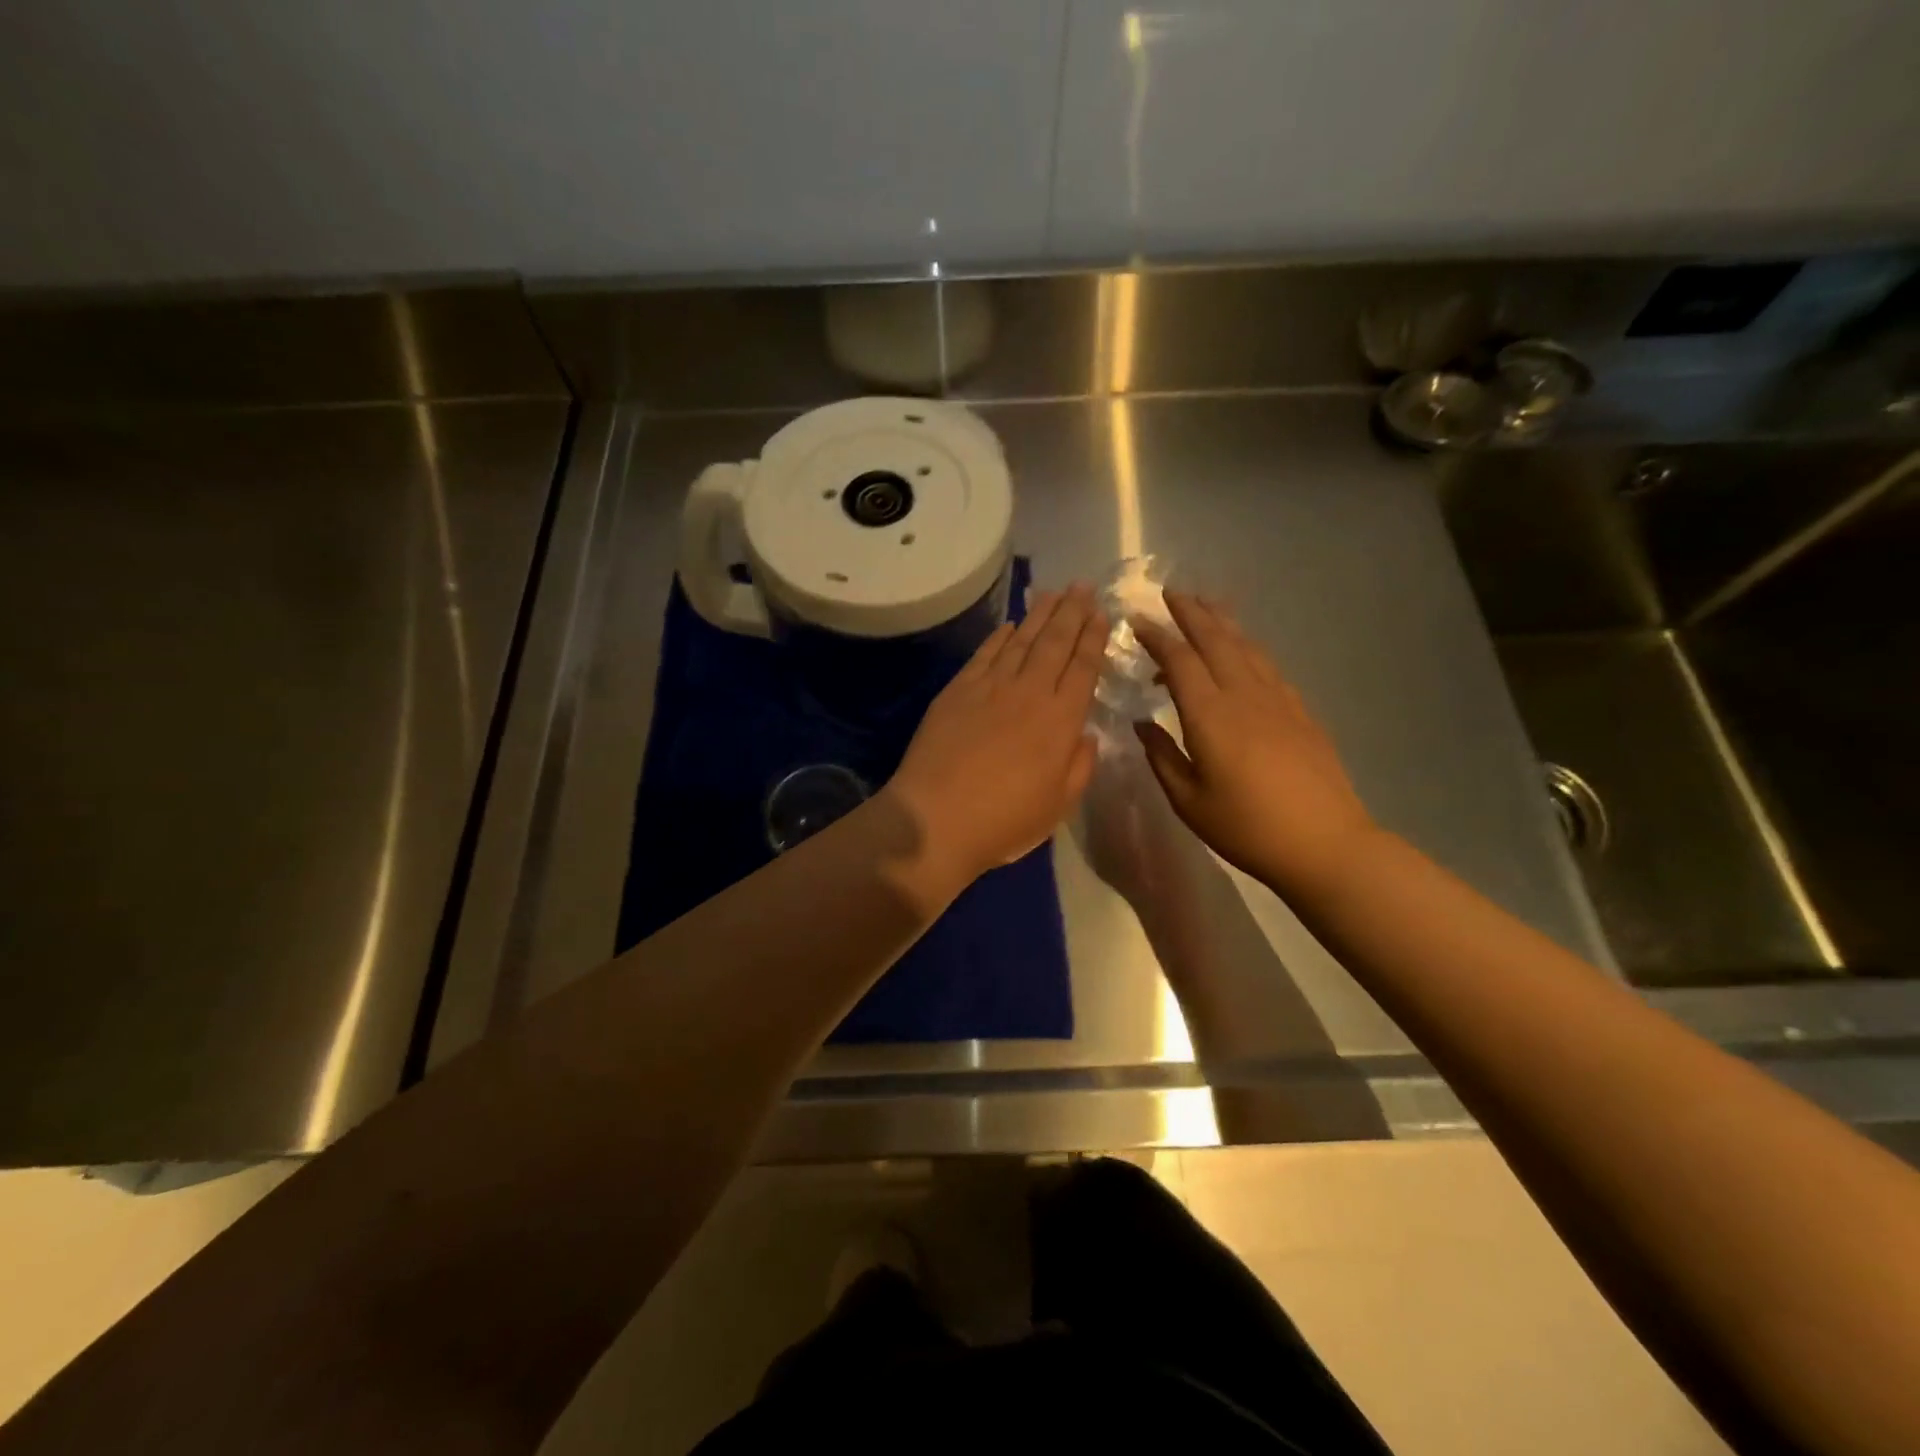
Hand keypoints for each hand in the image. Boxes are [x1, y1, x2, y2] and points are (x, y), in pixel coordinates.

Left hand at [887, 584, 1107, 884]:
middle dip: (1072, 612)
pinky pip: (984, 654)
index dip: (1094, 638)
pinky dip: (999, 636)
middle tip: (1082, 586)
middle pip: (1055, 643)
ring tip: (1053, 592)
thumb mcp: (1059, 805)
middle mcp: (1029, 692)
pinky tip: (1009, 625)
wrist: (935, 819)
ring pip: (1021, 641)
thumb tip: (1085, 734)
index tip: (1101, 613)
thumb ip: (1080, 766)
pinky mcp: (957, 690)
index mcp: (1060, 720)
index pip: (1083, 667)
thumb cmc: (1004, 821)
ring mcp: (989, 687)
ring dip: (1039, 614)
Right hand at [1133, 591, 1379, 895]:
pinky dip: (1249, 648)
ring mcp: (1278, 699)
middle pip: (1215, 640)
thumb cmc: (1246, 828)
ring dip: (1223, 622)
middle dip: (1191, 613)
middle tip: (1171, 592)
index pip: (1179, 661)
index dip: (1156, 636)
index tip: (1137, 620)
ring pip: (1246, 646)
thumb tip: (1142, 723)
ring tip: (1207, 604)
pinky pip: (1268, 666)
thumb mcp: (1189, 801)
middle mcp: (1244, 695)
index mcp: (1210, 716)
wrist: (1324, 843)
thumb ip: (1162, 756)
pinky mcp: (1300, 711)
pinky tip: (1243, 650)